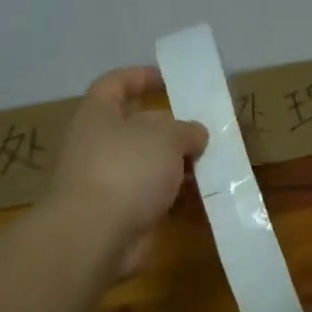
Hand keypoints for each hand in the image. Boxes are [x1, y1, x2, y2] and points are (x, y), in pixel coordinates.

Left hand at [47, 67, 206, 270]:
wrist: (96, 235)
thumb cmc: (126, 169)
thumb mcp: (165, 136)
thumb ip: (185, 129)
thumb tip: (195, 134)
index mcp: (98, 115)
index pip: (115, 84)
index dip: (140, 77)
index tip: (169, 79)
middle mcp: (100, 145)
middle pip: (139, 128)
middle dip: (173, 129)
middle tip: (206, 130)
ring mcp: (110, 181)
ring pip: (151, 166)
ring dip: (181, 166)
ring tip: (214, 164)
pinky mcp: (123, 213)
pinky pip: (156, 198)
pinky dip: (179, 197)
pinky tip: (206, 196)